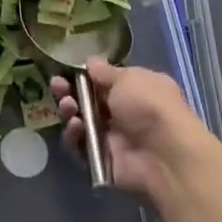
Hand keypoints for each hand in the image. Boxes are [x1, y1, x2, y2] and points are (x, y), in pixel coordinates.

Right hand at [51, 58, 215, 206]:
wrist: (164, 155)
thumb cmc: (150, 106)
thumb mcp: (129, 78)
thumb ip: (105, 71)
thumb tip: (91, 62)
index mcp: (134, 89)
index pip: (102, 80)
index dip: (83, 75)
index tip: (66, 69)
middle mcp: (122, 113)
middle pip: (86, 100)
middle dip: (68, 91)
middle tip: (57, 85)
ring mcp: (111, 137)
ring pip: (79, 121)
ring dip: (69, 111)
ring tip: (68, 105)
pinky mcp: (100, 159)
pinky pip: (78, 146)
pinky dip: (74, 135)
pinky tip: (76, 126)